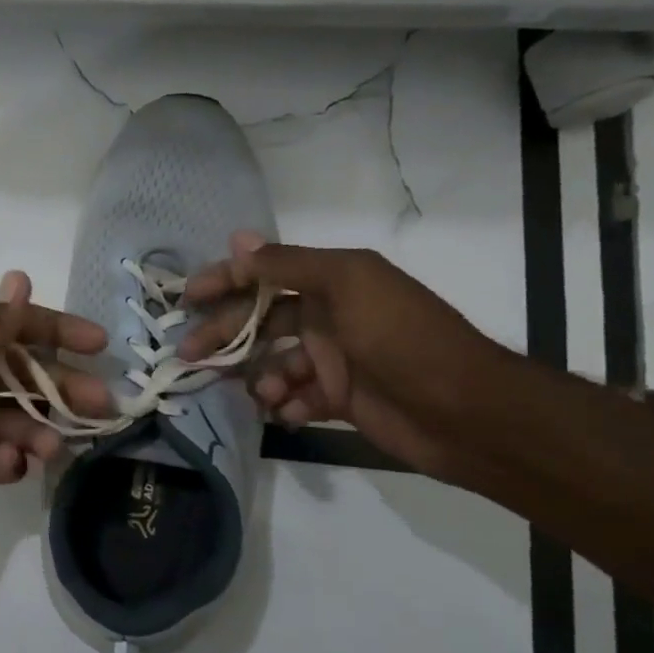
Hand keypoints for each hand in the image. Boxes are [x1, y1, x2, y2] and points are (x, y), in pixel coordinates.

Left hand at [0, 271, 111, 528]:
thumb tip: (22, 279)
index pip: (16, 329)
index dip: (57, 331)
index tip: (100, 344)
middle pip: (22, 379)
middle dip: (62, 389)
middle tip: (101, 407)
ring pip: (9, 423)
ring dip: (36, 432)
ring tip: (52, 448)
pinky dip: (3, 465)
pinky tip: (12, 466)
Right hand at [179, 233, 504, 478]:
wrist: (466, 411)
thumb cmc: (403, 338)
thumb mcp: (348, 285)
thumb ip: (289, 265)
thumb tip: (237, 239)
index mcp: (331, 282)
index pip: (264, 275)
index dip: (224, 282)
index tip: (188, 299)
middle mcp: (328, 316)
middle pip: (259, 322)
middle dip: (225, 336)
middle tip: (191, 355)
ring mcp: (333, 359)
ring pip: (272, 364)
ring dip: (260, 378)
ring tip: (267, 393)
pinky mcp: (339, 399)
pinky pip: (296, 398)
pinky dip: (287, 406)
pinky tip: (292, 413)